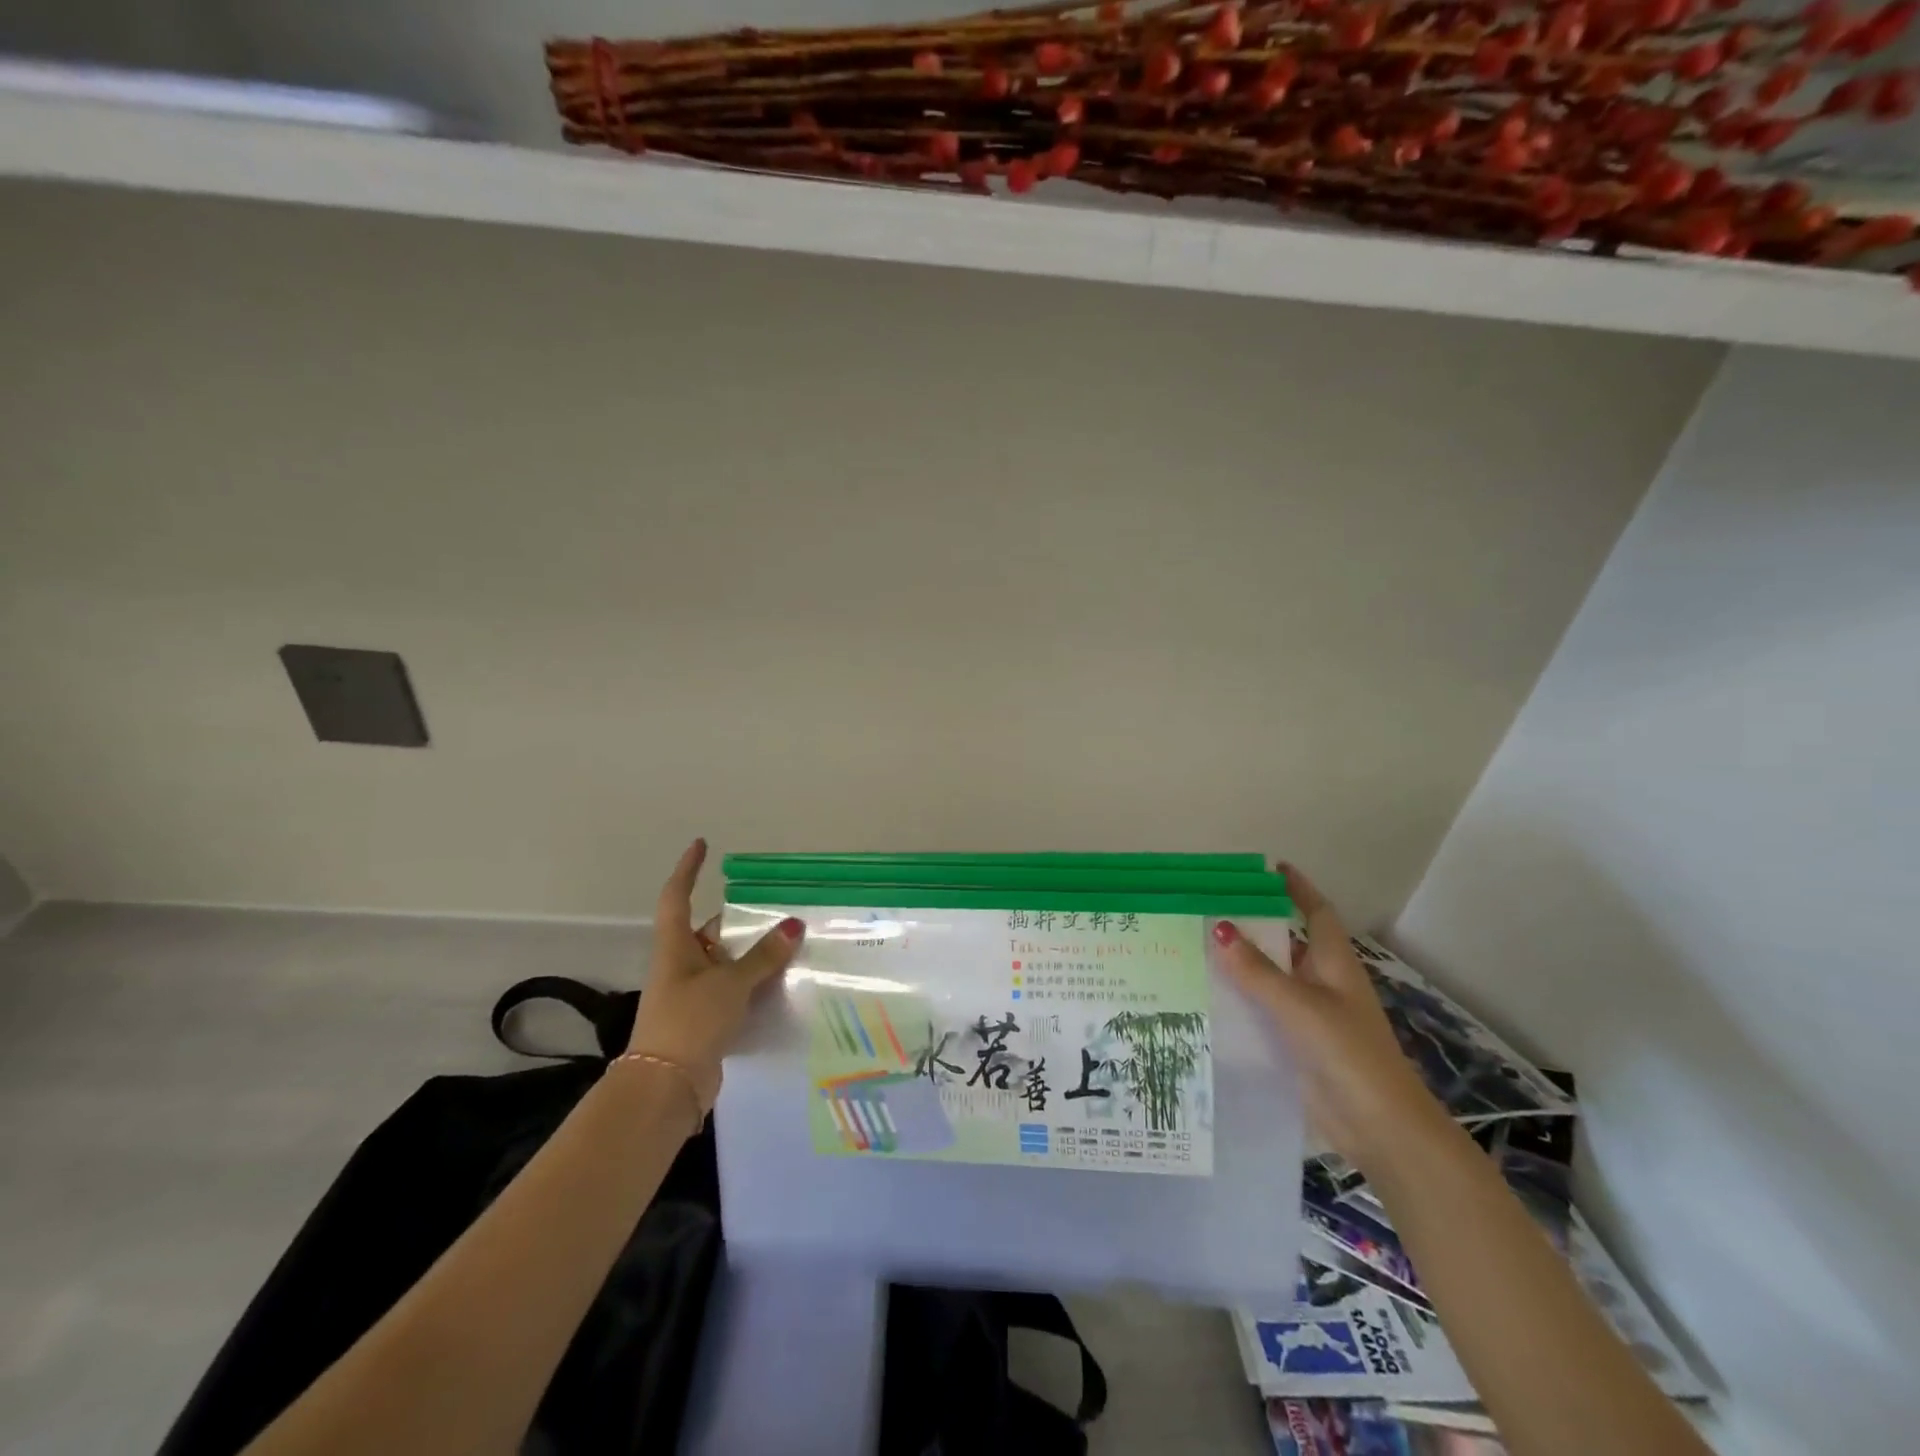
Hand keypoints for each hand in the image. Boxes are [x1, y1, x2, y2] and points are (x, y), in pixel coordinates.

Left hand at [622, 839, 803, 1109]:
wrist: (666, 1088)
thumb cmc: (689, 1022)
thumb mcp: (730, 984)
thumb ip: (763, 956)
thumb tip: (794, 925)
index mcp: (676, 946)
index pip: (678, 897)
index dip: (688, 869)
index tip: (701, 845)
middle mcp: (682, 964)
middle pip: (712, 931)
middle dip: (742, 921)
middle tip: (778, 909)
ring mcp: (693, 994)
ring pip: (727, 962)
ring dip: (754, 956)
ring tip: (793, 944)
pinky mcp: (706, 1020)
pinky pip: (735, 990)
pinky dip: (756, 984)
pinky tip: (784, 984)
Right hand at [1214, 863, 1449, 1173]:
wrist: (1379, 1126)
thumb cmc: (1347, 1052)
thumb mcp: (1300, 1005)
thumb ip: (1257, 971)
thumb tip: (1220, 929)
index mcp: (1333, 964)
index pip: (1315, 913)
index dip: (1297, 889)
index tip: (1270, 869)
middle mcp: (1321, 983)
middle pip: (1285, 944)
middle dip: (1253, 926)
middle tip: (1208, 908)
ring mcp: (1309, 1015)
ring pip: (1269, 979)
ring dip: (1240, 966)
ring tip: (1194, 947)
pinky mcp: (1295, 1044)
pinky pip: (1261, 1011)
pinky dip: (1238, 1001)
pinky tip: (1204, 997)